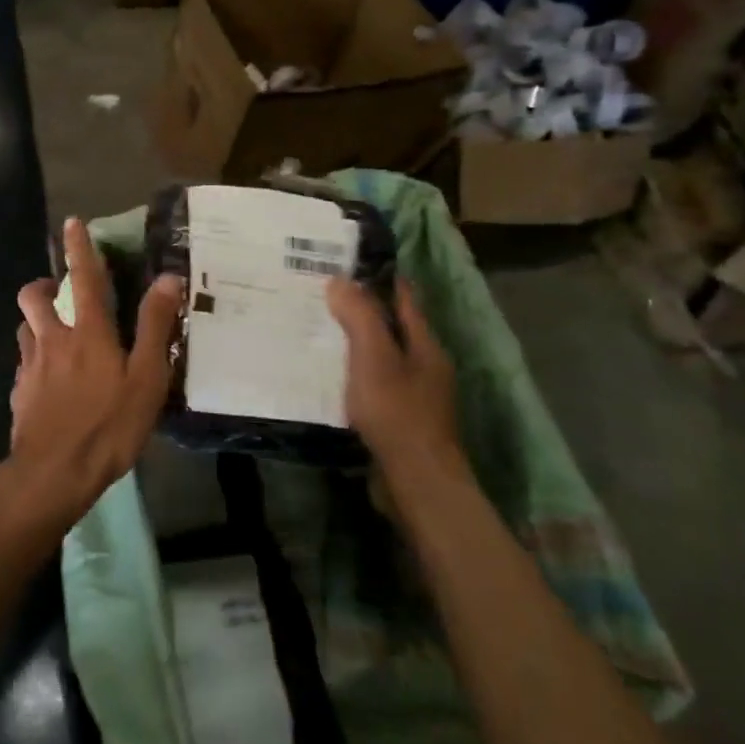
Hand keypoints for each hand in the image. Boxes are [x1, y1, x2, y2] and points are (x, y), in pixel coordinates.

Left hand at [7, 218, 182, 527]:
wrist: (53, 473)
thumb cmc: (108, 426)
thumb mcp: (146, 379)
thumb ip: (155, 327)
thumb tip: (167, 279)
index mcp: (87, 333)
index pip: (83, 278)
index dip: (79, 248)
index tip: (71, 223)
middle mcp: (52, 340)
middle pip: (33, 297)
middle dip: (41, 285)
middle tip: (55, 291)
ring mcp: (29, 367)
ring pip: (24, 329)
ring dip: (35, 323)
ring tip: (53, 336)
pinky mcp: (18, 394)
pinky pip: (23, 365)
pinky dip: (33, 362)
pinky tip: (46, 382)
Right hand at [326, 276, 468, 514]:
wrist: (416, 480)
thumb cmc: (397, 412)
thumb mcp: (374, 358)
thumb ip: (360, 317)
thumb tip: (340, 280)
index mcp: (425, 346)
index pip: (405, 300)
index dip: (382, 279)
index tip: (352, 262)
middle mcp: (425, 367)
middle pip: (393, 329)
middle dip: (364, 311)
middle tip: (323, 295)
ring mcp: (415, 396)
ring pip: (382, 359)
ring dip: (356, 345)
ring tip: (318, 332)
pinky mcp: (399, 421)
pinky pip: (374, 385)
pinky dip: (354, 374)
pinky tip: (330, 377)